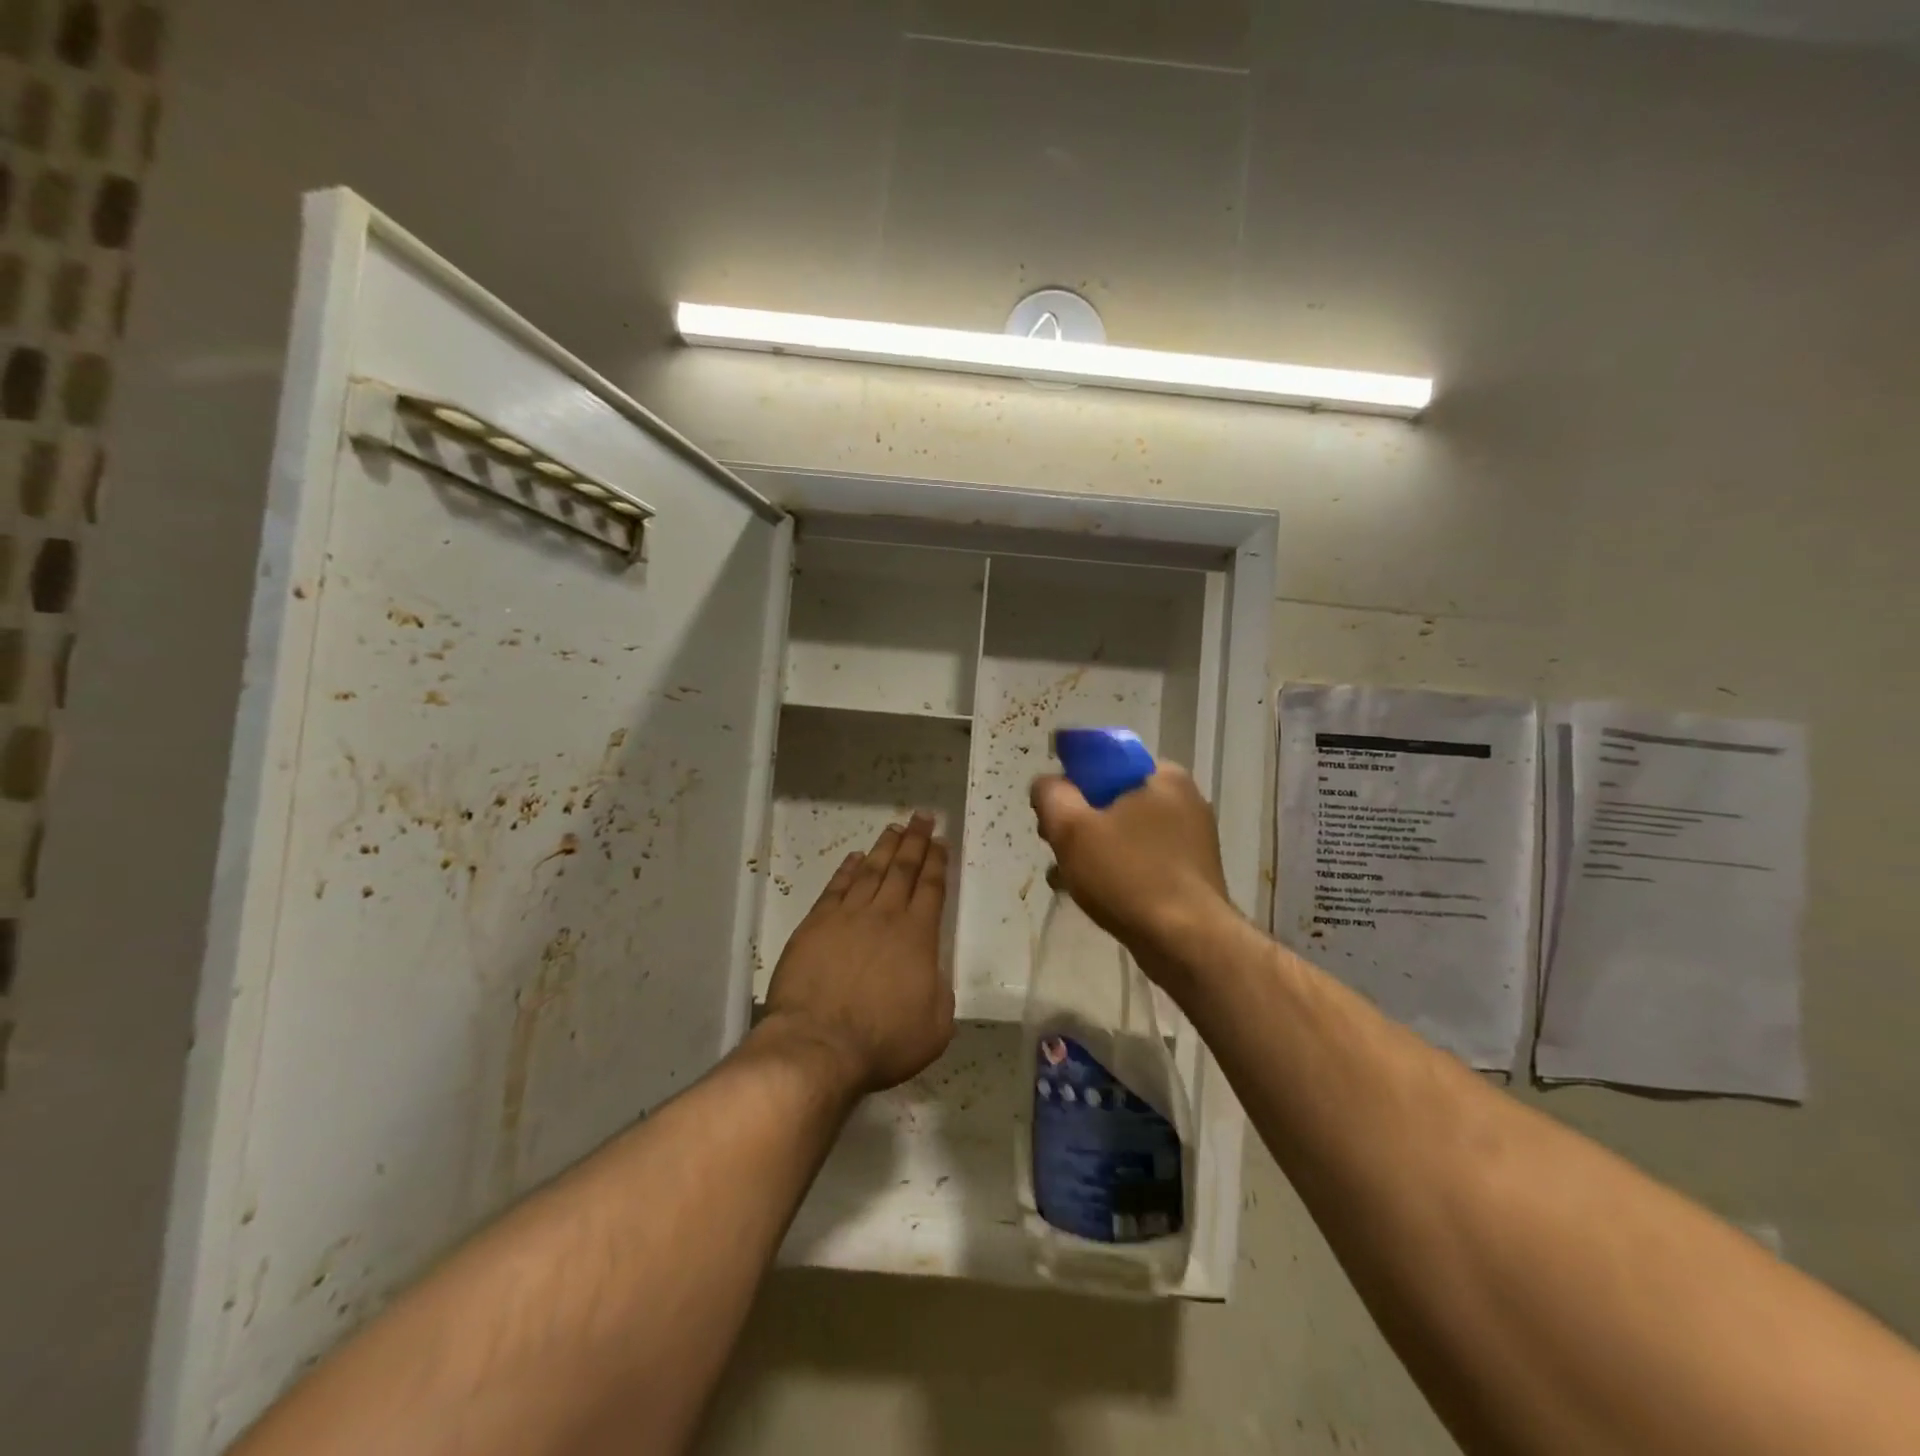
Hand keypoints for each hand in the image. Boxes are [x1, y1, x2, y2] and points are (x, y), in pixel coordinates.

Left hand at [761, 814, 955, 1095]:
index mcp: (918, 936)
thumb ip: (940, 991)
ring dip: (884, 848)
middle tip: (922, 817)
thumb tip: (933, 972)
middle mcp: (885, 916)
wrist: (819, 1045)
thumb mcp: (935, 1027)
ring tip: (895, 828)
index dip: (937, 862)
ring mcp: (847, 917)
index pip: (931, 888)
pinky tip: (854, 858)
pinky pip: (836, 888)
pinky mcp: (816, 924)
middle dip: (915, 841)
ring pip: (870, 871)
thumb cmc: (883, 1042)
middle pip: (903, 869)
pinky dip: (847, 870)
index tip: (941, 841)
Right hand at [1030, 765, 1232, 985]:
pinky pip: (1143, 858)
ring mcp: (1193, 837)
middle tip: (1058, 849)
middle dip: (1080, 822)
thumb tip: (1048, 785)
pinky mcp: (1193, 872)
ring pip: (1126, 832)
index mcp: (1162, 775)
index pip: (1104, 761)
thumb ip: (1050, 795)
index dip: (1071, 783)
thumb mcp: (1071, 828)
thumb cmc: (1128, 875)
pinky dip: (1118, 870)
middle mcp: (1184, 798)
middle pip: (1113, 798)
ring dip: (1094, 850)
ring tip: (1069, 879)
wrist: (1187, 942)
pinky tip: (1095, 895)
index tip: (1054, 814)